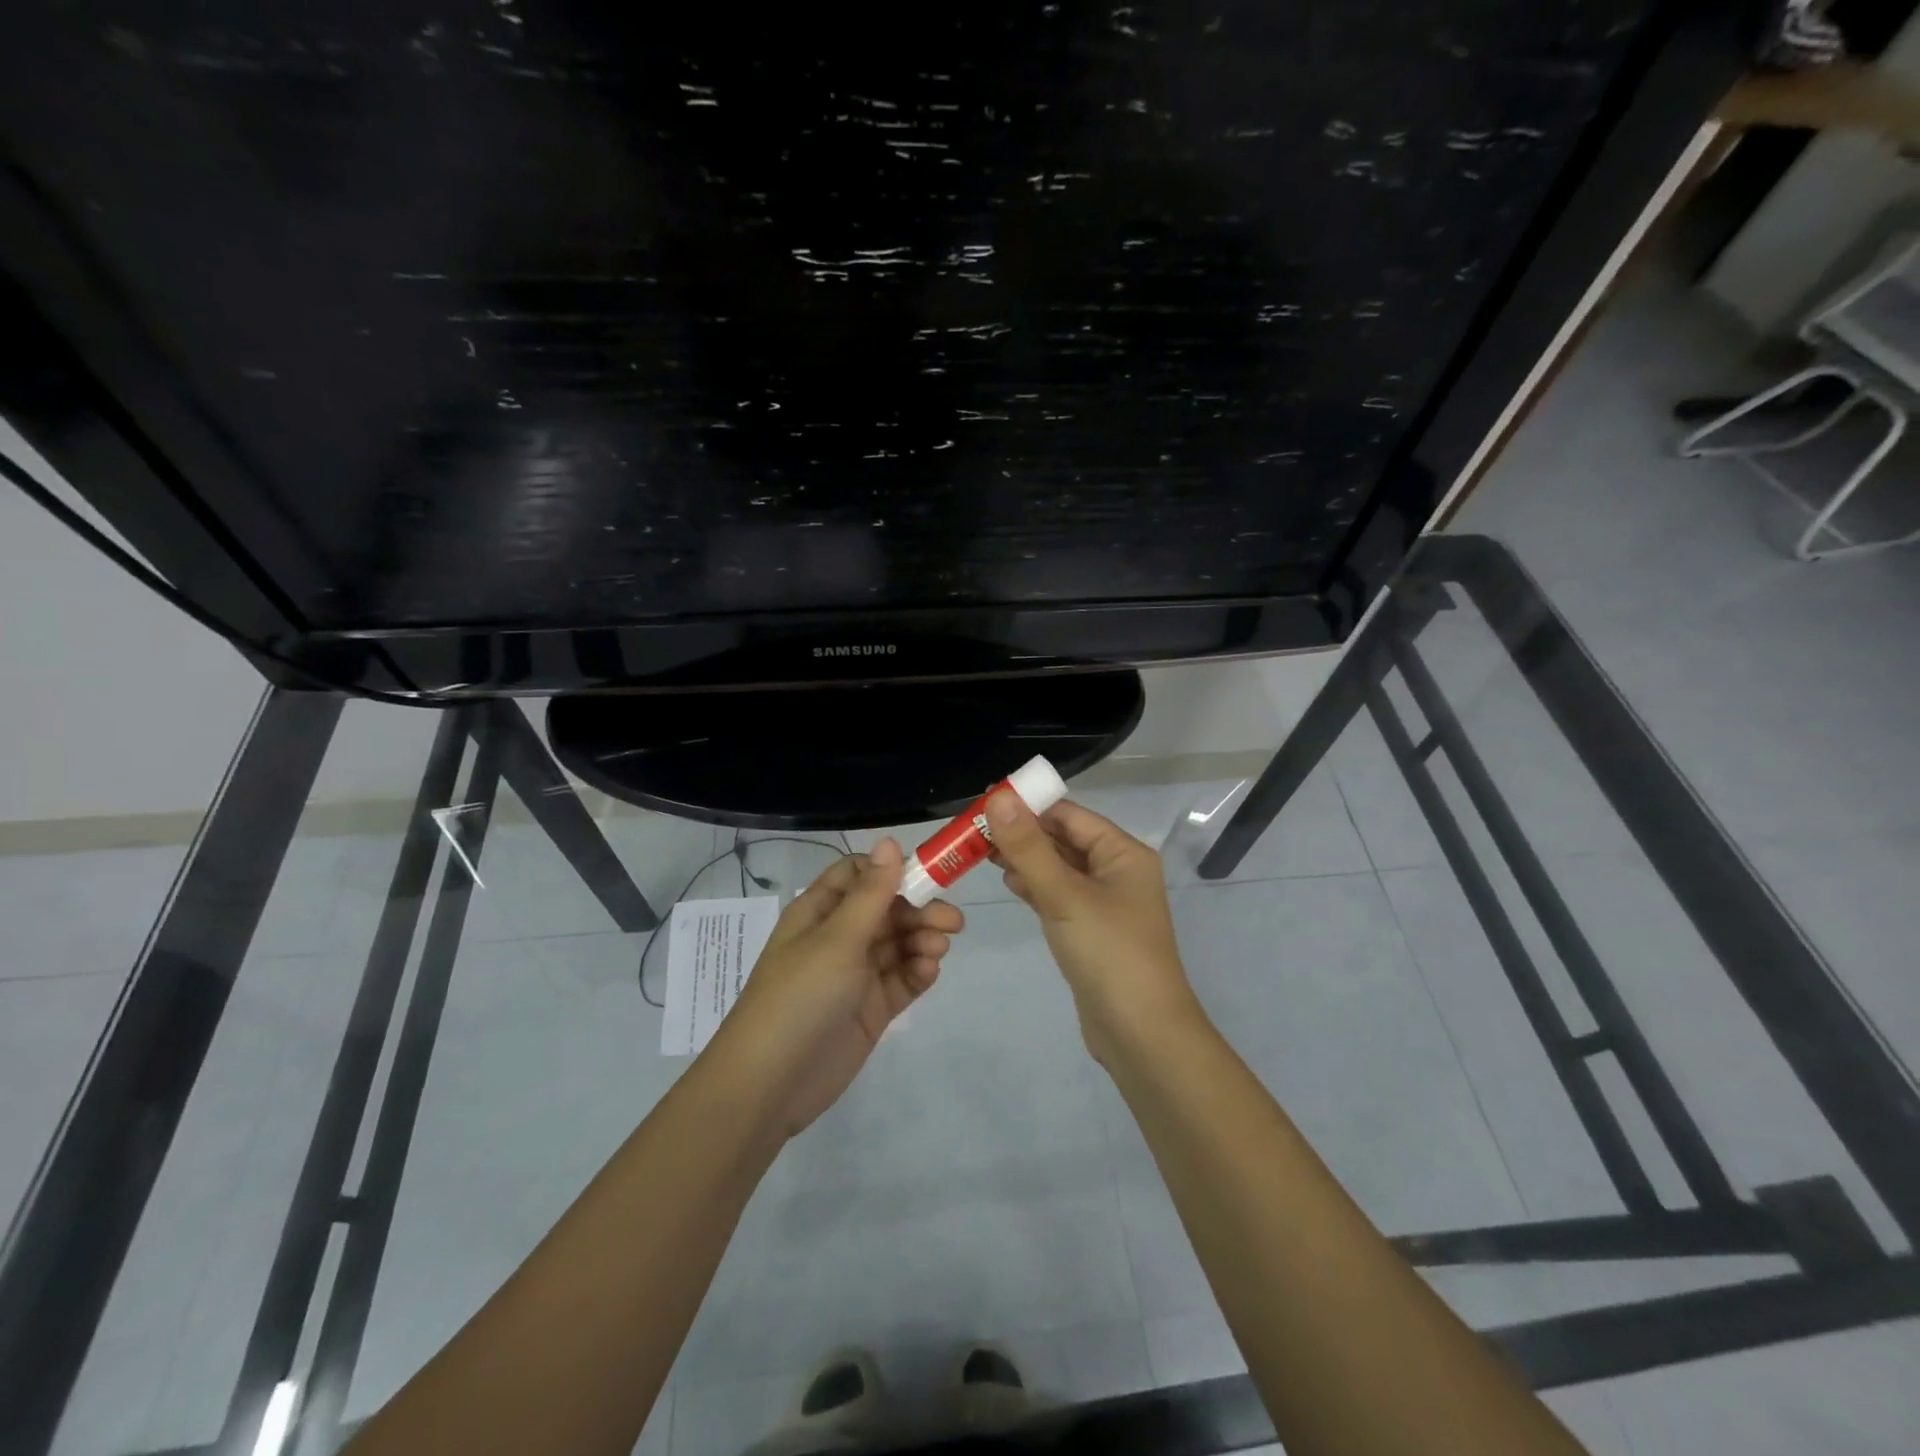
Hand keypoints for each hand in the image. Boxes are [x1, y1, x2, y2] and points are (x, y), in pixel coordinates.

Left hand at [709, 838, 963, 1138]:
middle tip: (952, 922)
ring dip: (922, 940)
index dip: (892, 871)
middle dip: (919, 910)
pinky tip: (928, 971)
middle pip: (887, 909)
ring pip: (898, 944)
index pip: (859, 875)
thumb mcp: (837, 938)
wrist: (771, 1083)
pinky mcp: (870, 1009)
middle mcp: (838, 937)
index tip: (927, 876)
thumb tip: (889, 840)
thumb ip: (872, 892)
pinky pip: (901, 980)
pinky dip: (918, 972)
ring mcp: (855, 975)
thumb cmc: (800, 996)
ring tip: (938, 950)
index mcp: (820, 911)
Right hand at [986, 792, 1202, 1066]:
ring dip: (1025, 858)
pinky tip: (1008, 881)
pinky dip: (1034, 885)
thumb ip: (1029, 847)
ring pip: (1058, 867)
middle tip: (974, 829)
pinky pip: (1059, 895)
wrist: (1140, 1034)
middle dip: (1022, 833)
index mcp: (1123, 853)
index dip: (1028, 806)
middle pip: (1063, 839)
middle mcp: (1117, 871)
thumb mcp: (1064, 895)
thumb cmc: (1108, 953)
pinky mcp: (1090, 930)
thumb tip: (999, 797)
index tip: (984, 802)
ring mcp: (1105, 903)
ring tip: (982, 851)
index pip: (1069, 814)